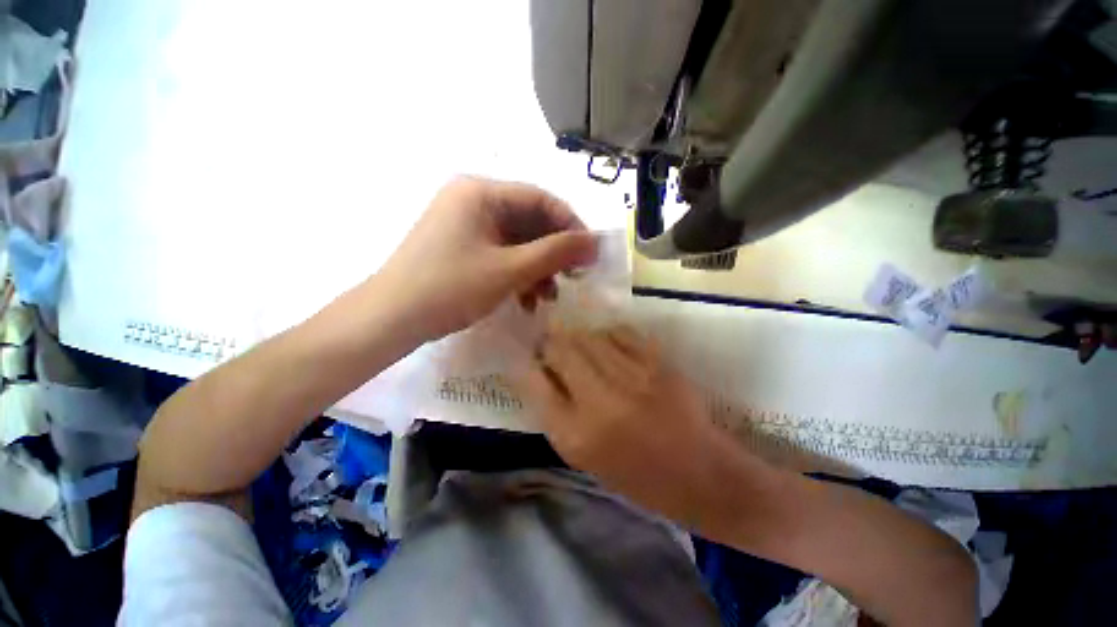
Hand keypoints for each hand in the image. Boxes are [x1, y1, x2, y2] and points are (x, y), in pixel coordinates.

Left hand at [373, 177, 597, 341]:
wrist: (391, 319)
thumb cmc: (451, 287)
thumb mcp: (510, 269)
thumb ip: (555, 253)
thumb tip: (595, 243)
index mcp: (481, 192)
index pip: (540, 199)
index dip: (570, 225)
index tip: (589, 254)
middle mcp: (473, 201)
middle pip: (529, 222)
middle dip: (553, 254)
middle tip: (572, 278)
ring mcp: (466, 226)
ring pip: (517, 243)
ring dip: (538, 270)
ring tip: (549, 298)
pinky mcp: (463, 248)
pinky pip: (501, 255)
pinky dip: (518, 276)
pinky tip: (527, 300)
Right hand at [518, 324, 736, 525]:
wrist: (699, 473)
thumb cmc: (635, 475)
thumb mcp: (583, 456)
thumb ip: (556, 412)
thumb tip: (538, 371)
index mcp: (575, 435)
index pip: (533, 382)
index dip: (527, 364)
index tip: (530, 359)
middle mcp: (599, 401)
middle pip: (560, 348)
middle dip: (551, 344)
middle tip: (555, 349)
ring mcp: (631, 377)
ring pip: (588, 335)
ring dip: (578, 338)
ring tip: (584, 348)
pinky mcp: (657, 363)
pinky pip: (620, 333)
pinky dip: (608, 336)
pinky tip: (611, 346)